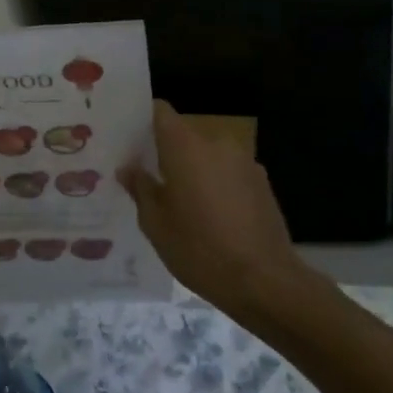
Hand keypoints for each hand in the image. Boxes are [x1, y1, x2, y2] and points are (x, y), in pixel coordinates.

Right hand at [119, 102, 316, 320]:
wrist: (263, 280)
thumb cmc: (199, 249)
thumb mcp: (156, 223)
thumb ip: (141, 188)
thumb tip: (129, 168)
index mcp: (186, 147)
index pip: (160, 112)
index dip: (143, 120)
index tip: (129, 140)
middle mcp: (216, 143)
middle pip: (184, 136)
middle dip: (166, 154)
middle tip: (148, 180)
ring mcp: (244, 162)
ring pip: (207, 156)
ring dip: (193, 171)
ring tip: (180, 204)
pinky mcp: (262, 183)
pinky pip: (228, 173)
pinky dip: (216, 185)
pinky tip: (211, 217)